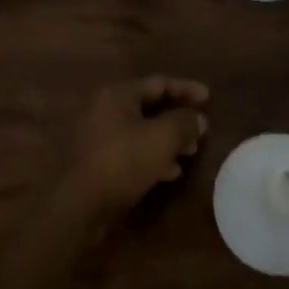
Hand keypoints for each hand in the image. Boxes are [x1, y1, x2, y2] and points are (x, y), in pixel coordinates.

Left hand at [59, 76, 209, 221]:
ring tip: (189, 153)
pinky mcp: (98, 160)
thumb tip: (199, 118)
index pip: (159, 83)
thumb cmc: (123, 161)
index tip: (209, 97)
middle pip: (150, 106)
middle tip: (200, 132)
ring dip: (167, 139)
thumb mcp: (162, 138)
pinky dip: (152, 156)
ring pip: (142, 130)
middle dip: (178, 119)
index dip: (186, 89)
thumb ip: (184, 123)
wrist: (79, 205)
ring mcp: (99, 135)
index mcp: (118, 94)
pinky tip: (169, 172)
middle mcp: (106, 108)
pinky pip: (132, 150)